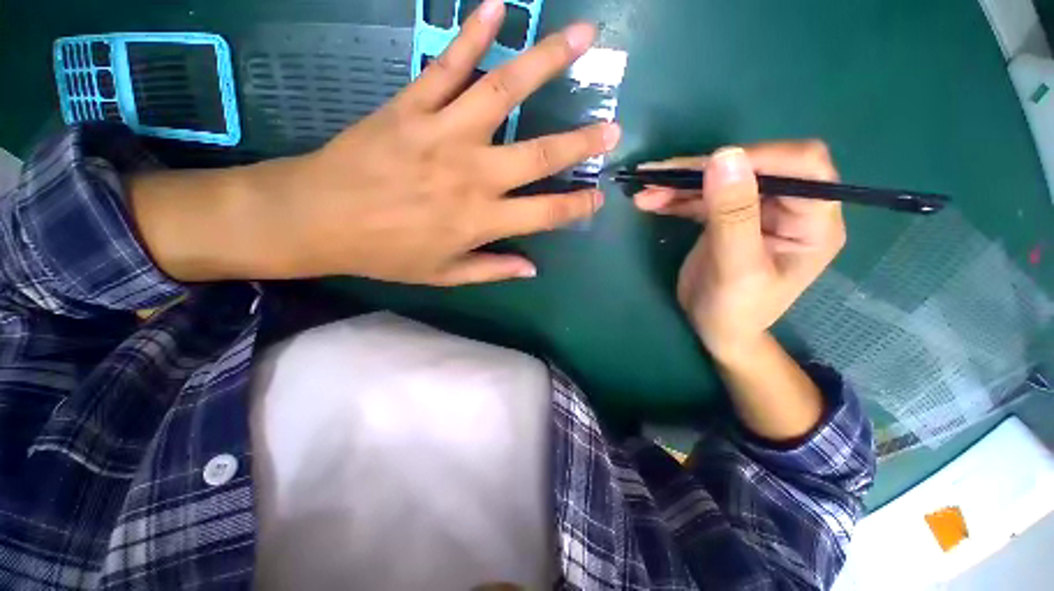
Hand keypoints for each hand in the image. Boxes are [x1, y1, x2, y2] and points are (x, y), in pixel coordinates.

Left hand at [253, 1, 617, 284]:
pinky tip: (498, 8)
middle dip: (580, 142)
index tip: (599, 196)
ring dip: (547, 62)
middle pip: (539, 153)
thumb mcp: (444, 274)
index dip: (576, 206)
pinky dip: (472, 34)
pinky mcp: (412, 106)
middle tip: (612, 127)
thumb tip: (532, 269)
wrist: (319, 219)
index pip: (546, 213)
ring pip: (504, 92)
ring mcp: (444, 133)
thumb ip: (492, 270)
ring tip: (583, 36)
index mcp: (481, 220)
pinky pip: (448, 65)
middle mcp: (473, 174)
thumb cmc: (387, 253)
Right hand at [634, 141, 845, 360]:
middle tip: (657, 178)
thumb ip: (733, 215)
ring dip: (680, 184)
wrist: (716, 330)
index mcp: (813, 222)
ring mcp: (755, 210)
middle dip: (702, 170)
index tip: (707, 167)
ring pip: (720, 179)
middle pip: (752, 167)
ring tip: (644, 191)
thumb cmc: (735, 311)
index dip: (758, 158)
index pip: (802, 166)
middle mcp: (789, 208)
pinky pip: (702, 197)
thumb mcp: (736, 269)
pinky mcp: (726, 217)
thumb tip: (724, 156)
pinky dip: (675, 197)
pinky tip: (649, 201)